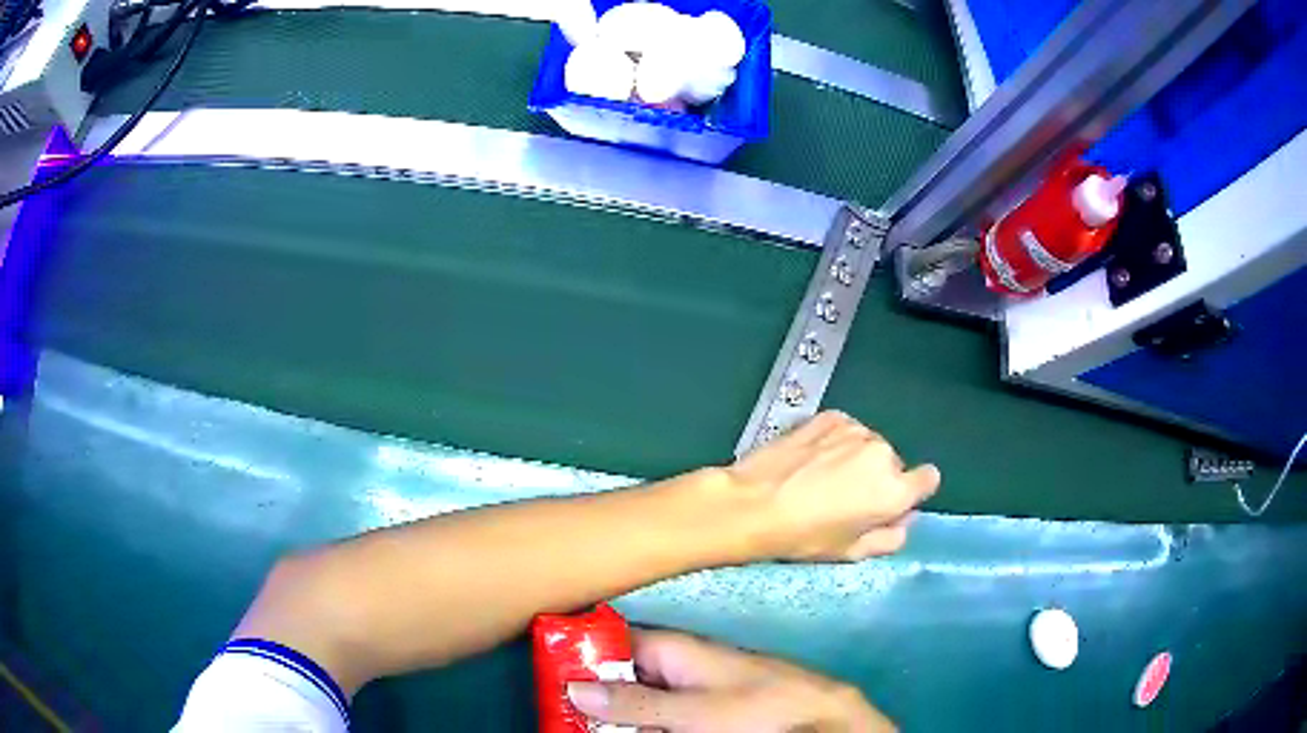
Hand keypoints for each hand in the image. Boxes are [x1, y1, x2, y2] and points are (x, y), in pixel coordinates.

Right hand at [568, 629, 895, 732]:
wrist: (817, 715)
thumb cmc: (756, 707)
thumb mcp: (691, 709)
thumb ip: (635, 700)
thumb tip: (575, 685)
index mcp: (673, 648)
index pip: (613, 639)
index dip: (581, 652)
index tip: (549, 672)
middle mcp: (678, 662)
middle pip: (620, 671)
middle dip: (592, 691)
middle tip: (561, 712)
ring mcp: (692, 685)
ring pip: (638, 694)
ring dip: (614, 711)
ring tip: (582, 724)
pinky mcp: (703, 706)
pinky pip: (660, 710)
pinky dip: (641, 721)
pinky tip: (628, 731)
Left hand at [728, 411, 939, 561]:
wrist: (753, 503)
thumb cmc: (804, 537)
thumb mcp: (851, 553)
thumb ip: (890, 538)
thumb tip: (903, 522)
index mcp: (895, 490)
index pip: (929, 479)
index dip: (911, 491)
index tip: (889, 502)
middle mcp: (883, 453)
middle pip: (893, 464)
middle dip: (877, 478)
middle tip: (844, 497)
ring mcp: (856, 430)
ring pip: (869, 445)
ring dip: (857, 458)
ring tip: (822, 477)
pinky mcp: (830, 416)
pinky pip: (846, 430)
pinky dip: (836, 441)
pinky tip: (811, 457)